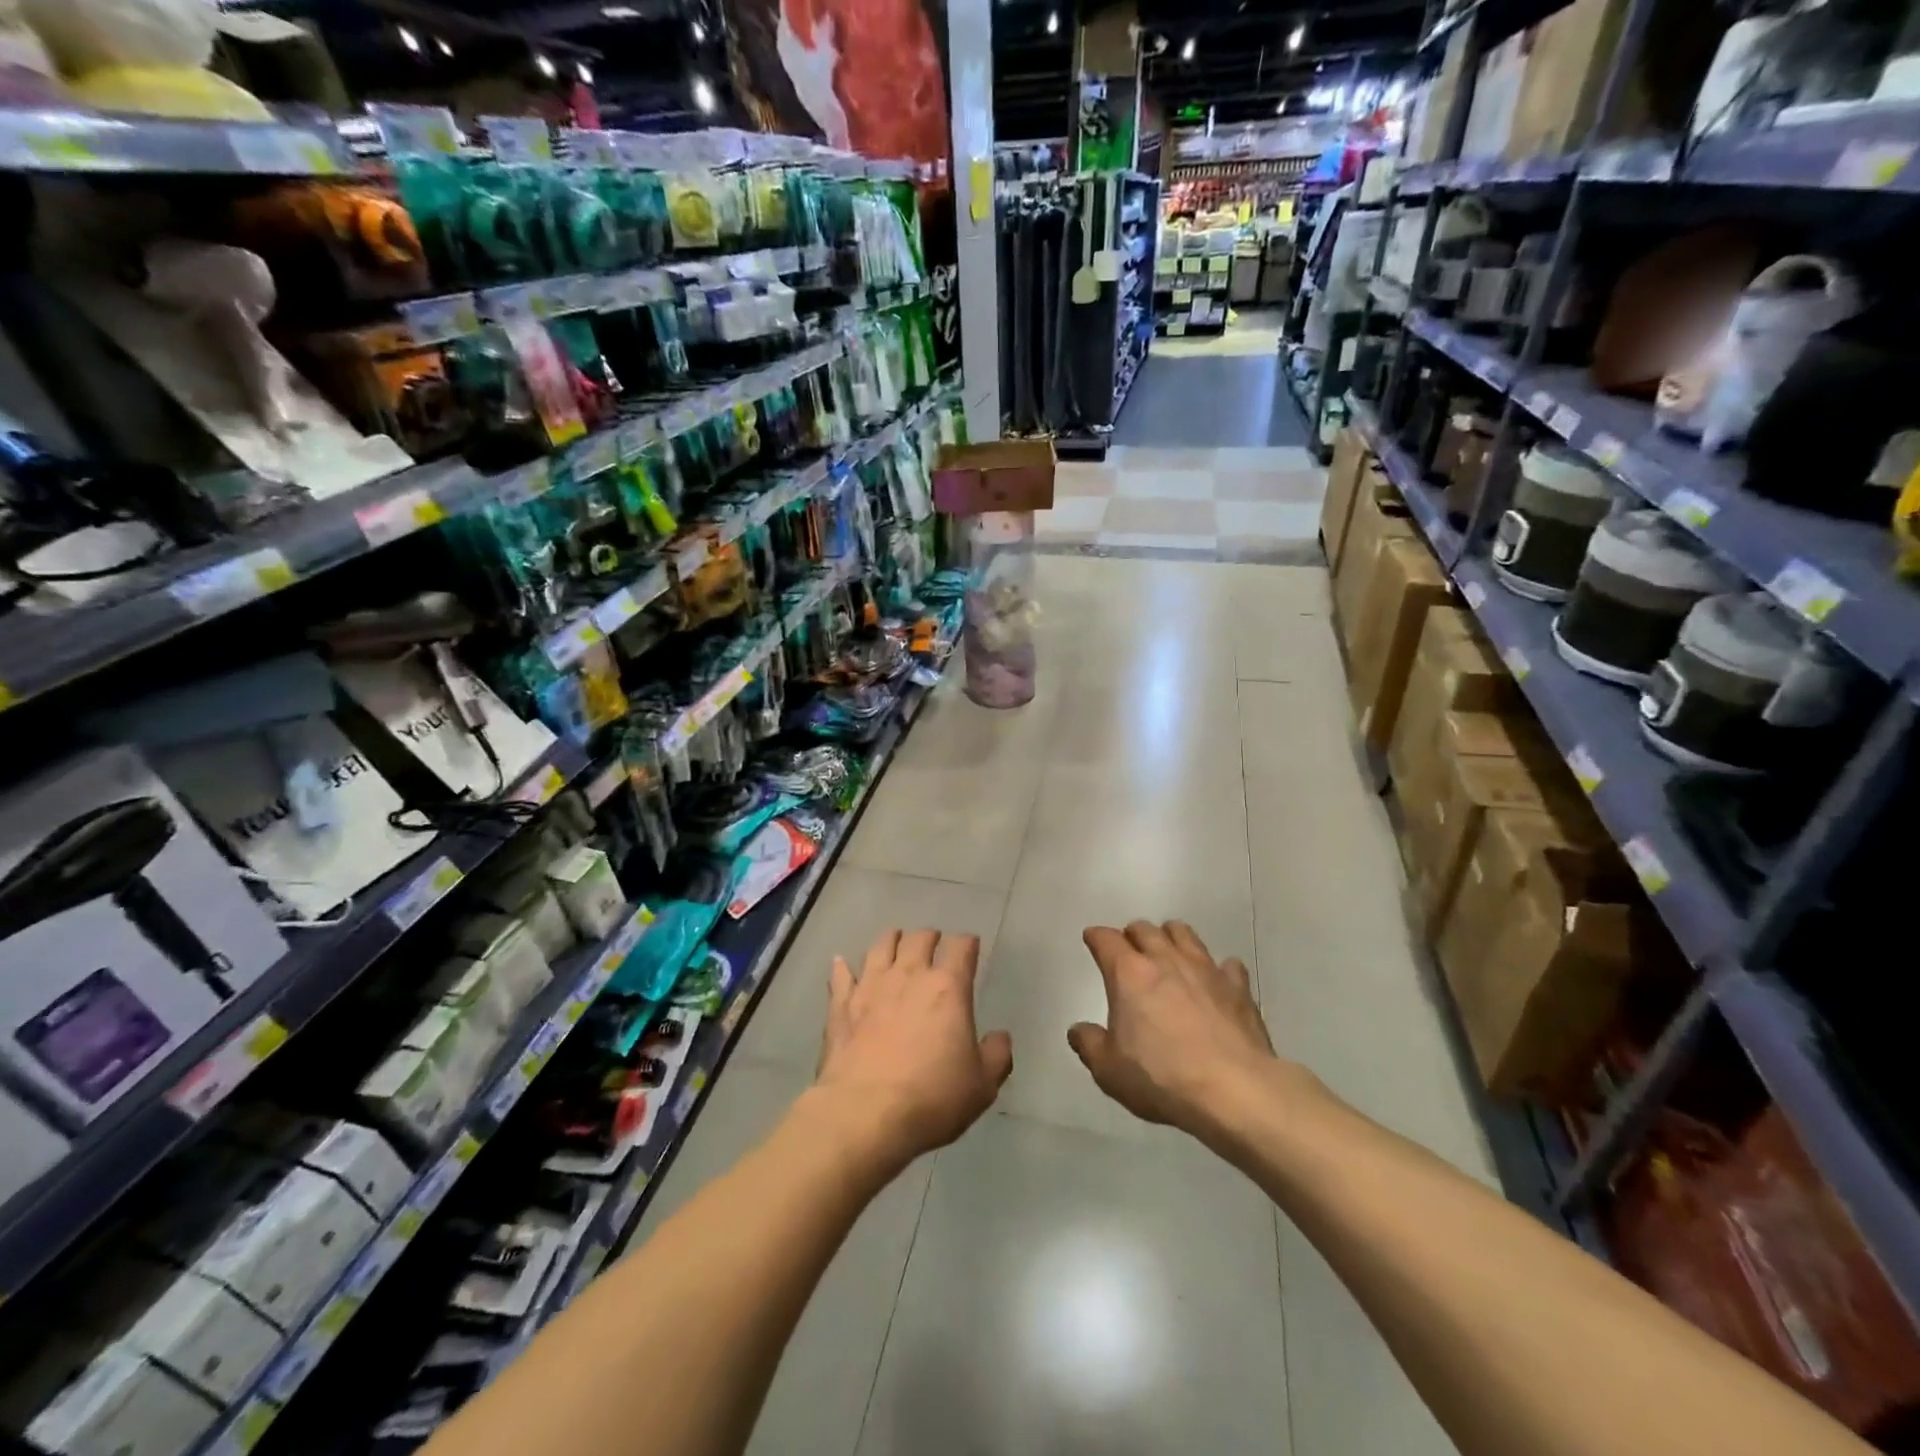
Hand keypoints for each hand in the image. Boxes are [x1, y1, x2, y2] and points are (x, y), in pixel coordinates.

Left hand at [813, 929, 1012, 1169]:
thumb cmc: (931, 1098)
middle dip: (930, 937)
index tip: (970, 946)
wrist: (864, 1115)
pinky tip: (841, 963)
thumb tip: (1000, 1037)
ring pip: (881, 946)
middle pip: (919, 938)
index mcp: (947, 988)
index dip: (967, 943)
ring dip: (891, 940)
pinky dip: (842, 967)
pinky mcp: (841, 1006)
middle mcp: (909, 975)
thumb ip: (996, 1055)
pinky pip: (841, 976)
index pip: (961, 947)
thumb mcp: (981, 1085)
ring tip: (896, 942)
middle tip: (934, 943)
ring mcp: (870, 987)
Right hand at [1070, 921, 1303, 1143]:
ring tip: (1169, 954)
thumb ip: (1089, 1044)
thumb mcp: (1109, 1070)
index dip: (1096, 937)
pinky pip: (1226, 964)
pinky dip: (1218, 969)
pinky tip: (1215, 983)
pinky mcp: (1237, 986)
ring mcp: (1205, 968)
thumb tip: (1078, 1030)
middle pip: (1144, 928)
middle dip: (1132, 935)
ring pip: (1184, 933)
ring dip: (1171, 938)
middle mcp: (1165, 959)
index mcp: (1128, 973)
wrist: (1233, 1090)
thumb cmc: (1161, 1078)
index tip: (1092, 939)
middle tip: (1129, 951)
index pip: (1105, 939)